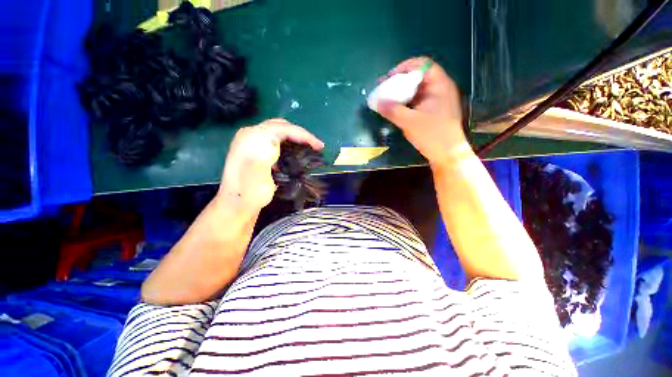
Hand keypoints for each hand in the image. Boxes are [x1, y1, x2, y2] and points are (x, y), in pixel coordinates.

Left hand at [217, 119, 323, 211]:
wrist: (236, 205)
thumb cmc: (251, 192)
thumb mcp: (262, 170)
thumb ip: (271, 150)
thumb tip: (285, 141)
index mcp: (253, 138)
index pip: (284, 129)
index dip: (305, 135)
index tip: (319, 146)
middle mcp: (250, 135)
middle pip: (280, 126)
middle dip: (300, 134)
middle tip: (315, 145)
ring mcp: (250, 142)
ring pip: (277, 131)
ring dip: (294, 138)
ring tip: (307, 147)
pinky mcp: (253, 149)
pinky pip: (273, 139)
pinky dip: (286, 142)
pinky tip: (292, 153)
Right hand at [375, 57, 470, 166]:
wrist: (448, 154)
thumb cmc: (432, 135)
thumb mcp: (409, 122)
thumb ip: (392, 110)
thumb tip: (376, 102)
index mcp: (440, 85)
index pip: (423, 64)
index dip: (404, 67)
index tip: (389, 78)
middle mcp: (440, 89)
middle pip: (418, 77)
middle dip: (399, 81)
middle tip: (384, 89)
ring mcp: (438, 101)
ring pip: (417, 90)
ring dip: (402, 93)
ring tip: (387, 99)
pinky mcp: (434, 111)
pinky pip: (418, 101)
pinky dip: (406, 102)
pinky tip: (397, 108)